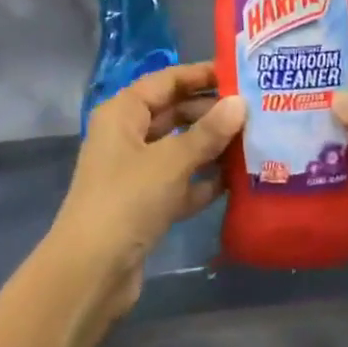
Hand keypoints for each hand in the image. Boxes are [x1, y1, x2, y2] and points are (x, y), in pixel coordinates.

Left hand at [49, 62, 244, 320]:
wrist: (91, 272)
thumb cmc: (128, 201)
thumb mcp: (171, 161)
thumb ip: (208, 132)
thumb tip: (240, 103)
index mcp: (122, 113)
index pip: (166, 81)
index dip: (200, 75)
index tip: (240, 74)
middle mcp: (126, 136)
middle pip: (173, 113)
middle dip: (211, 113)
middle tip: (256, 111)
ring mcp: (135, 172)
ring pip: (179, 149)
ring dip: (211, 147)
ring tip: (254, 141)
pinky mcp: (144, 204)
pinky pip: (179, 182)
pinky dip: (203, 181)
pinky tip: (236, 181)